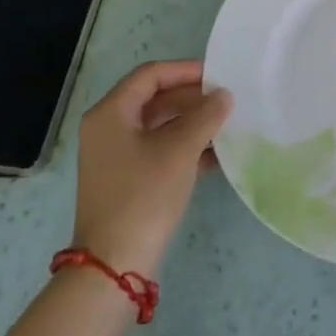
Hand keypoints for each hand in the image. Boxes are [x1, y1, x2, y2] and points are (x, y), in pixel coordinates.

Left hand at [73, 60, 230, 278]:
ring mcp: (115, 157)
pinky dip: (184, 147)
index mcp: (111, 113)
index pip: (150, 75)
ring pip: (159, 126)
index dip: (186, 70)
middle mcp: (108, 129)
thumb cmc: (144, 194)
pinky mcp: (126, 180)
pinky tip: (216, 155)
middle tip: (227, 100)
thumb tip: (224, 95)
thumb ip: (205, 116)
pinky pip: (158, 150)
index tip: (219, 76)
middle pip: (155, 99)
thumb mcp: (180, 149)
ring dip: (192, 123)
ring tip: (227, 125)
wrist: (114, 264)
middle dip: (192, 98)